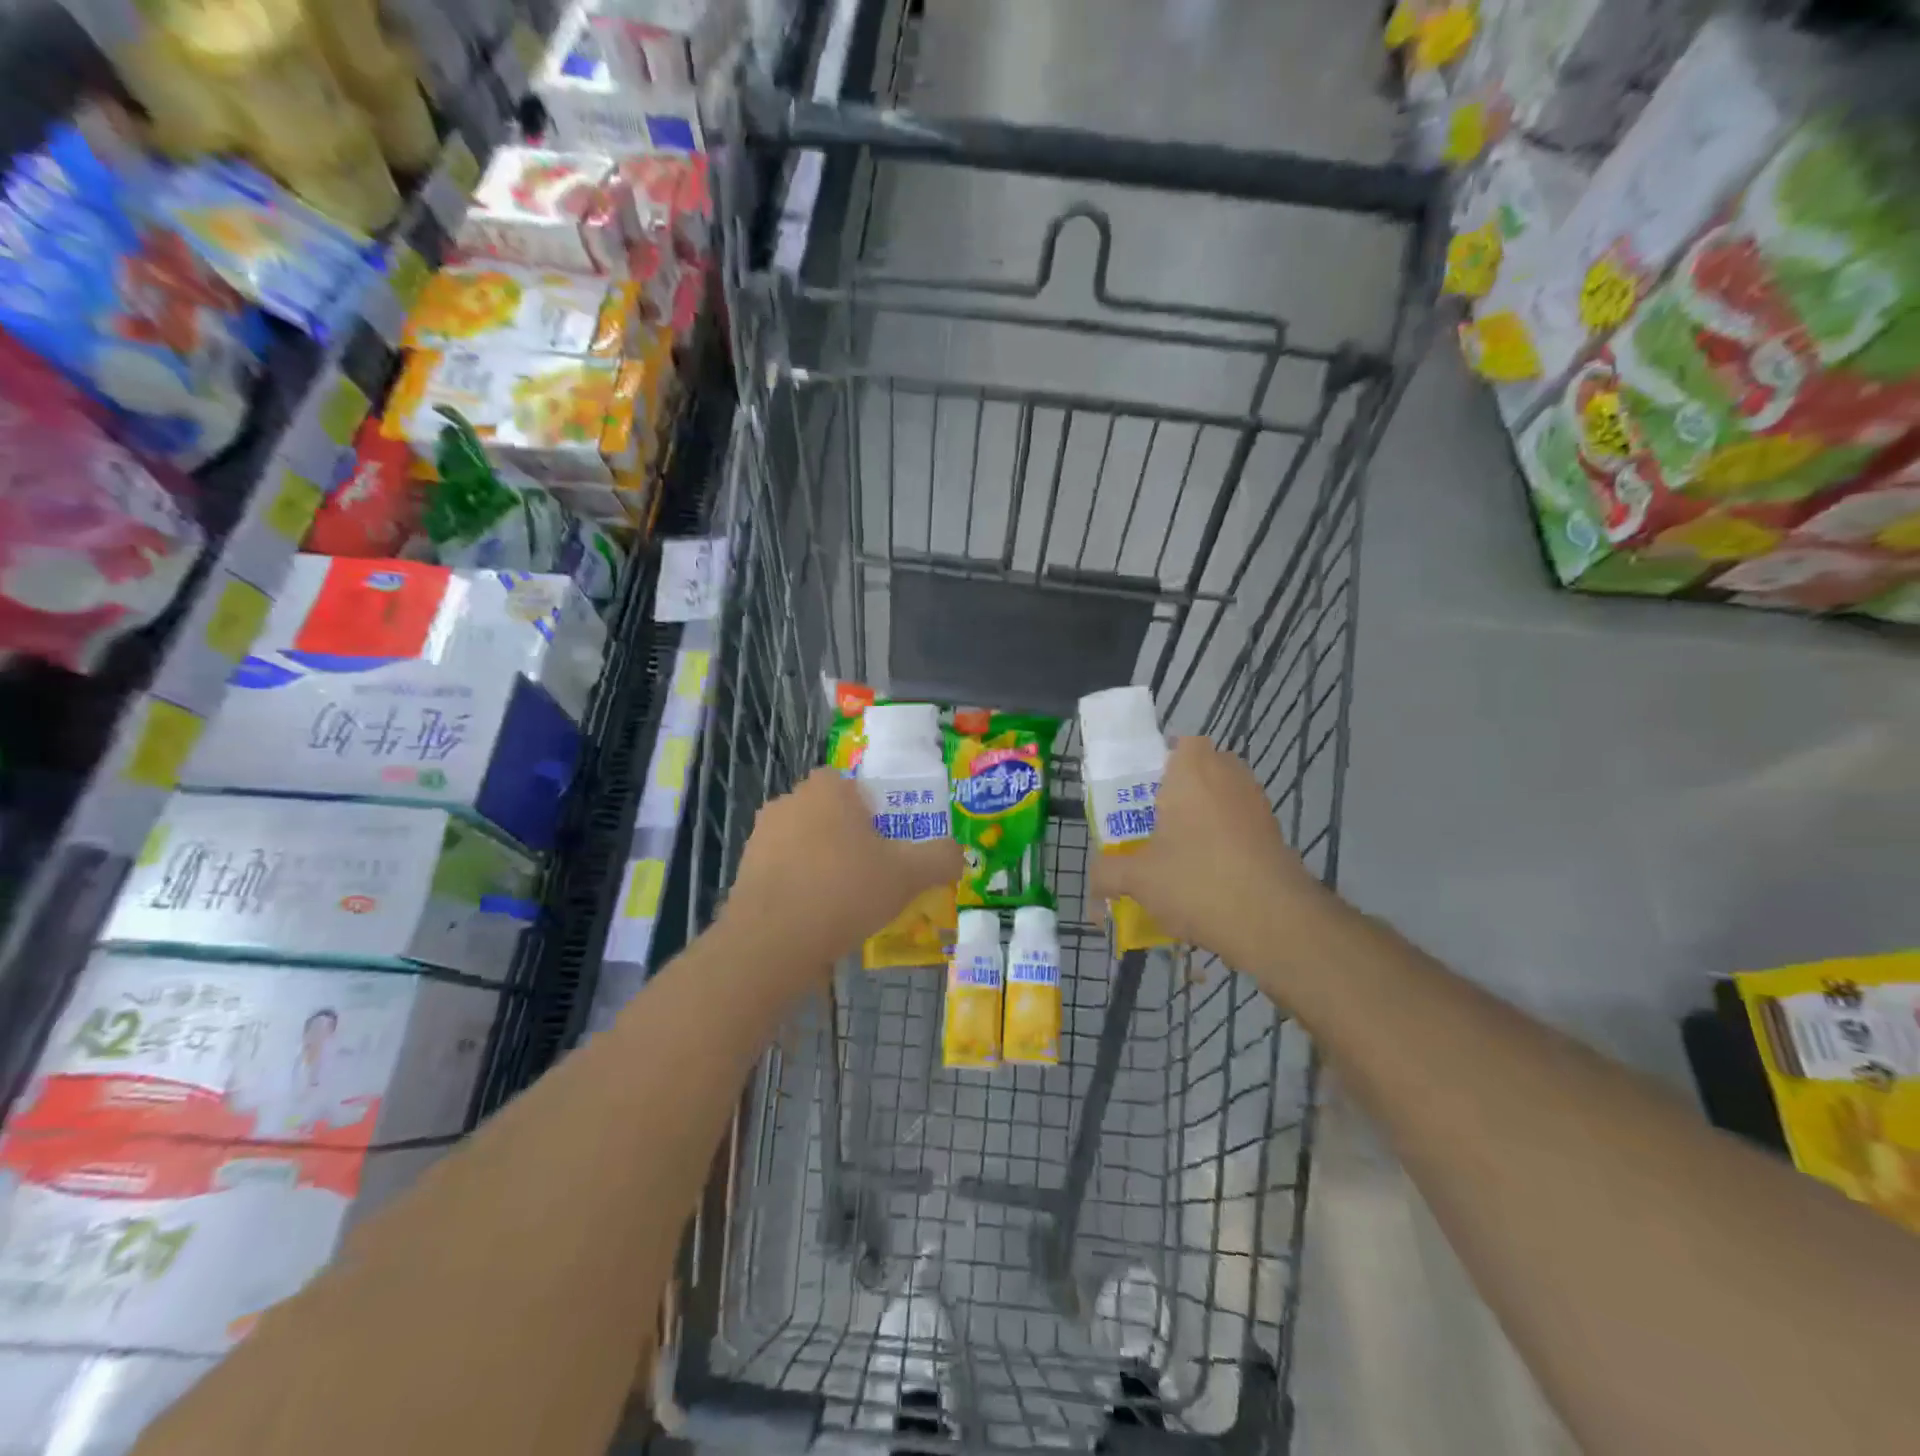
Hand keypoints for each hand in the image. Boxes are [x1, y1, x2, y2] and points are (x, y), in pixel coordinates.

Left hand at [722, 768, 962, 970]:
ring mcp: (761, 836)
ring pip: (804, 843)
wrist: (772, 941)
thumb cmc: (845, 891)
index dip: (872, 811)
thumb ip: (940, 858)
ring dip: (822, 863)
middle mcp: (789, 801)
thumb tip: (956, 852)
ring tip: (845, 902)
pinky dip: (799, 887)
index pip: (852, 785)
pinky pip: (783, 871)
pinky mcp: (744, 870)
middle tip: (872, 874)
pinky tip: (815, 918)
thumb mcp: (909, 875)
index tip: (886, 844)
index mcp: (828, 788)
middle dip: (847, 838)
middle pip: (828, 813)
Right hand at [1089, 737, 1324, 966]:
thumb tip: (1093, 884)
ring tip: (1175, 855)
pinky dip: (1223, 843)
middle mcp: (1229, 776)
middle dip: (1178, 794)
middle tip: (1151, 824)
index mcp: (1193, 769)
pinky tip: (1205, 878)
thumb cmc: (1197, 880)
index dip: (1159, 764)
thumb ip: (1107, 873)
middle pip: (1200, 772)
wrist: (1274, 922)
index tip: (1140, 793)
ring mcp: (1257, 805)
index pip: (1179, 743)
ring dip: (1201, 820)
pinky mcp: (1274, 835)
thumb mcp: (1137, 878)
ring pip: (1221, 801)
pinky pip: (1239, 827)